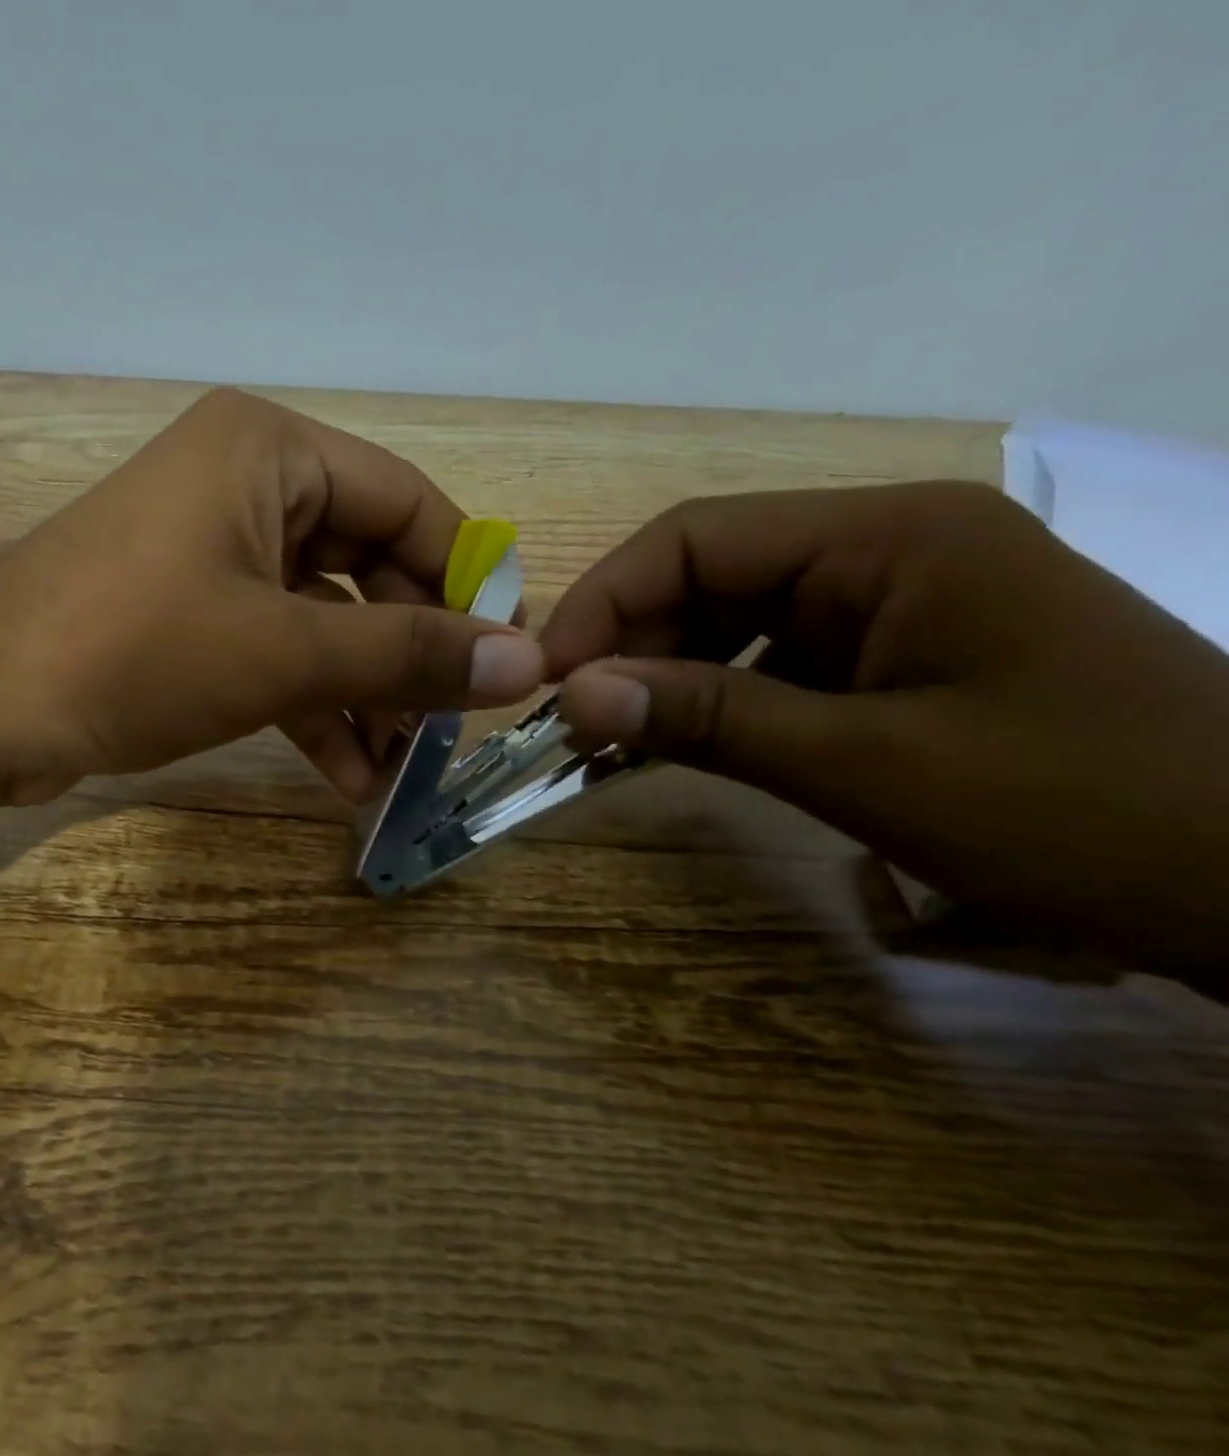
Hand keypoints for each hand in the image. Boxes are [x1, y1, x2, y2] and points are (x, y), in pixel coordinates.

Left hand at [0, 388, 545, 803]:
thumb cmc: (134, 649)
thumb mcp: (282, 651)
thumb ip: (406, 654)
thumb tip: (524, 665)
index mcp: (271, 451)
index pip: (410, 502)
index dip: (466, 580)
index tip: (506, 656)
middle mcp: (246, 486)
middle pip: (370, 564)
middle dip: (408, 653)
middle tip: (450, 727)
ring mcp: (213, 552)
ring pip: (323, 619)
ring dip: (363, 695)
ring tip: (403, 768)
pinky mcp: (188, 614)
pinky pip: (275, 651)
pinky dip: (312, 708)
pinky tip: (349, 777)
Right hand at [540, 482, 1228, 972]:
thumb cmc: (1084, 808)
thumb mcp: (869, 765)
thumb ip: (707, 718)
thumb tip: (570, 694)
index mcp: (888, 536)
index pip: (695, 537)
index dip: (603, 601)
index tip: (544, 678)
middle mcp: (883, 550)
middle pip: (707, 576)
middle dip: (628, 644)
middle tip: (568, 721)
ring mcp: (891, 605)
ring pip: (731, 622)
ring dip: (663, 676)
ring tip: (608, 739)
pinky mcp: (895, 658)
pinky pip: (771, 664)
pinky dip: (713, 702)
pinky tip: (678, 743)